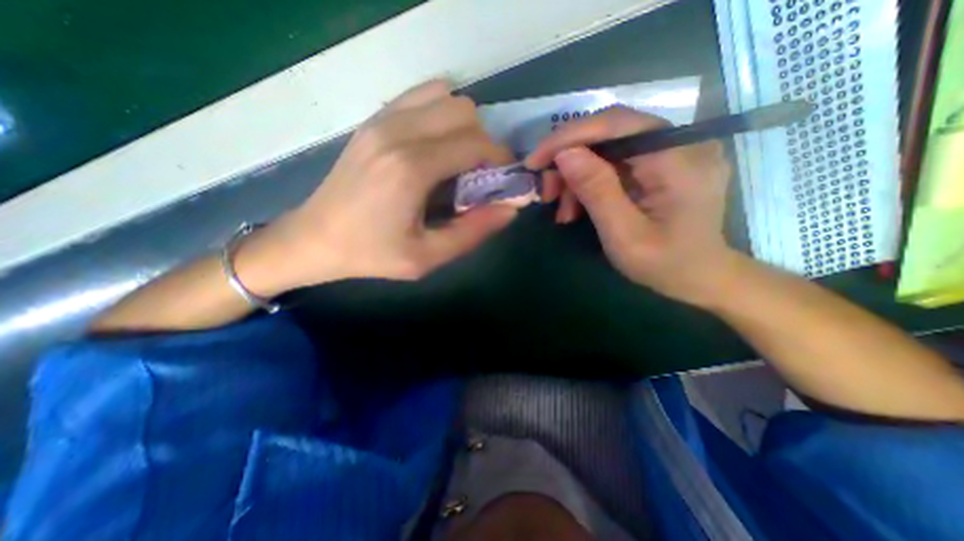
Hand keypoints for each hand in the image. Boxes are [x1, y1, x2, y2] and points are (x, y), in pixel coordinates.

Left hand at [240, 81, 520, 294]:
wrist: (315, 238)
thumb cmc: (372, 253)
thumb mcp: (427, 257)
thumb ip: (473, 232)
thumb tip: (510, 208)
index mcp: (411, 168)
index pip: (476, 144)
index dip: (500, 159)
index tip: (503, 179)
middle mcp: (398, 132)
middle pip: (465, 112)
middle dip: (484, 141)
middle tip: (479, 173)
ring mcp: (382, 120)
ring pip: (445, 97)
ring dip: (462, 125)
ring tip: (457, 159)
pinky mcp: (373, 120)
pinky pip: (420, 97)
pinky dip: (439, 114)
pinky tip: (434, 146)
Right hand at [524, 109, 735, 306]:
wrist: (700, 278)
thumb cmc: (665, 264)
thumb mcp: (624, 235)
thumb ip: (597, 191)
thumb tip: (565, 154)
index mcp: (679, 160)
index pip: (617, 124)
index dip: (570, 136)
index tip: (535, 160)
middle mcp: (681, 144)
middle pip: (609, 132)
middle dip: (568, 159)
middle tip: (546, 192)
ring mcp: (672, 151)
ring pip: (607, 147)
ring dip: (576, 175)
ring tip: (562, 209)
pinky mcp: (661, 163)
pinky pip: (615, 162)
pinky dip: (590, 181)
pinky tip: (578, 206)